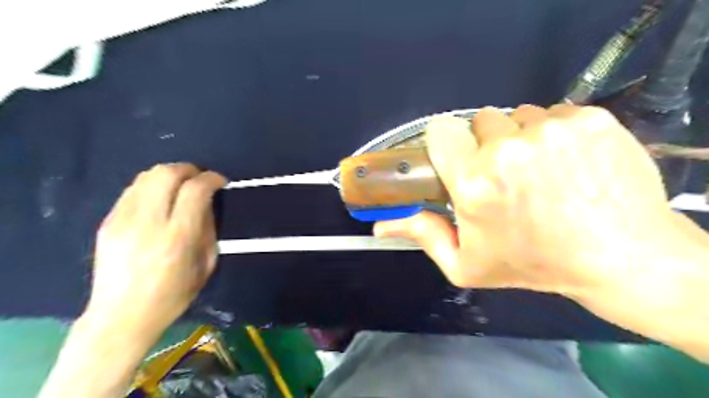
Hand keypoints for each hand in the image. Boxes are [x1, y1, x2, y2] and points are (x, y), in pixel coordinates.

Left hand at [85, 164, 226, 340]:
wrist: (121, 316)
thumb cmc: (174, 295)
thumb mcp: (206, 264)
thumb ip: (208, 228)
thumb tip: (206, 202)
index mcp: (177, 237)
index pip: (195, 190)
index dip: (211, 179)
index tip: (220, 181)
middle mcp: (148, 223)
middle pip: (166, 174)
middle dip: (189, 169)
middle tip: (201, 178)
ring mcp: (122, 221)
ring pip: (146, 177)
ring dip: (170, 174)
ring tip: (181, 185)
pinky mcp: (107, 222)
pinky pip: (132, 190)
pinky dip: (152, 186)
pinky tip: (160, 198)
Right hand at [372, 106, 673, 298]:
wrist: (621, 257)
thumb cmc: (534, 264)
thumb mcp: (467, 264)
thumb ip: (422, 236)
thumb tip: (378, 227)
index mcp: (473, 183)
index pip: (440, 130)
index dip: (447, 143)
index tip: (459, 158)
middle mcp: (507, 150)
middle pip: (480, 120)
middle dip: (486, 144)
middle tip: (504, 174)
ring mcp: (551, 130)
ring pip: (518, 115)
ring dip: (520, 137)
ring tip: (539, 170)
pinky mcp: (589, 119)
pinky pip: (555, 112)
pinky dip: (554, 132)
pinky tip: (569, 161)